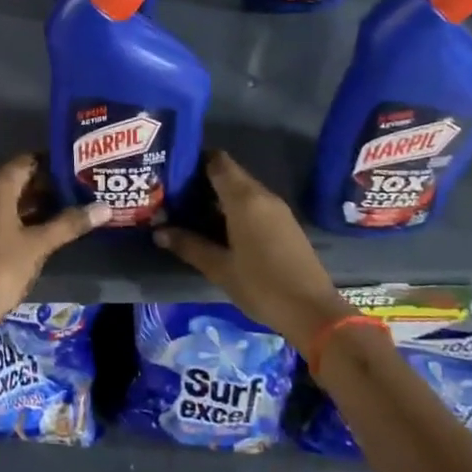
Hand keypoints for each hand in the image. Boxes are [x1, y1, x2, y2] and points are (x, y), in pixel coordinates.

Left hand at [0, 156, 109, 333]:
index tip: (78, 167)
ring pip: (10, 200)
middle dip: (48, 184)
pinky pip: (1, 216)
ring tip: (70, 208)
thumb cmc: (1, 268)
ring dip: (37, 203)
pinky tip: (45, 230)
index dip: (53, 163)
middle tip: (80, 189)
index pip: (28, 161)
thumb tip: (105, 208)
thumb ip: (70, 223)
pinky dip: (23, 218)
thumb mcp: (39, 245)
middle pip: (19, 179)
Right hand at [152, 152, 349, 346]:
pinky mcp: (285, 224)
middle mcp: (262, 196)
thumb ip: (188, 245)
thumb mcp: (219, 268)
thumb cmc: (262, 285)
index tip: (172, 171)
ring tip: (190, 212)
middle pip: (229, 174)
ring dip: (218, 197)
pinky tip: (219, 228)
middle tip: (174, 195)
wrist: (312, 311)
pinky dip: (234, 209)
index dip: (194, 160)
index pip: (217, 161)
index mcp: (244, 199)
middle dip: (202, 181)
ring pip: (242, 190)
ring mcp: (277, 209)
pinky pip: (254, 205)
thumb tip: (158, 231)